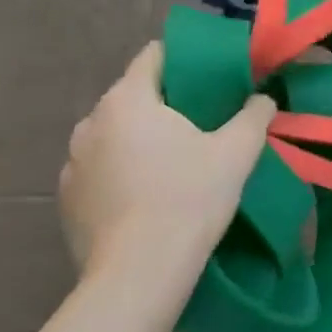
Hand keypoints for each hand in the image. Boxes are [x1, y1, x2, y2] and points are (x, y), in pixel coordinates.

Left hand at [59, 43, 275, 285]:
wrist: (138, 275)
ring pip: (115, 134)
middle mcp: (90, 123)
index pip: (153, 56)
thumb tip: (263, 98)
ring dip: (141, 139)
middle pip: (133, 96)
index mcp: (127, 100)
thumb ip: (254, 116)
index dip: (185, 58)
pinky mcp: (67, 201)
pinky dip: (122, 172)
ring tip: (175, 160)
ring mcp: (72, 164)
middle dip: (166, 102)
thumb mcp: (237, 153)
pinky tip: (149, 196)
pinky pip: (101, 170)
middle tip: (204, 119)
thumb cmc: (188, 199)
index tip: (212, 73)